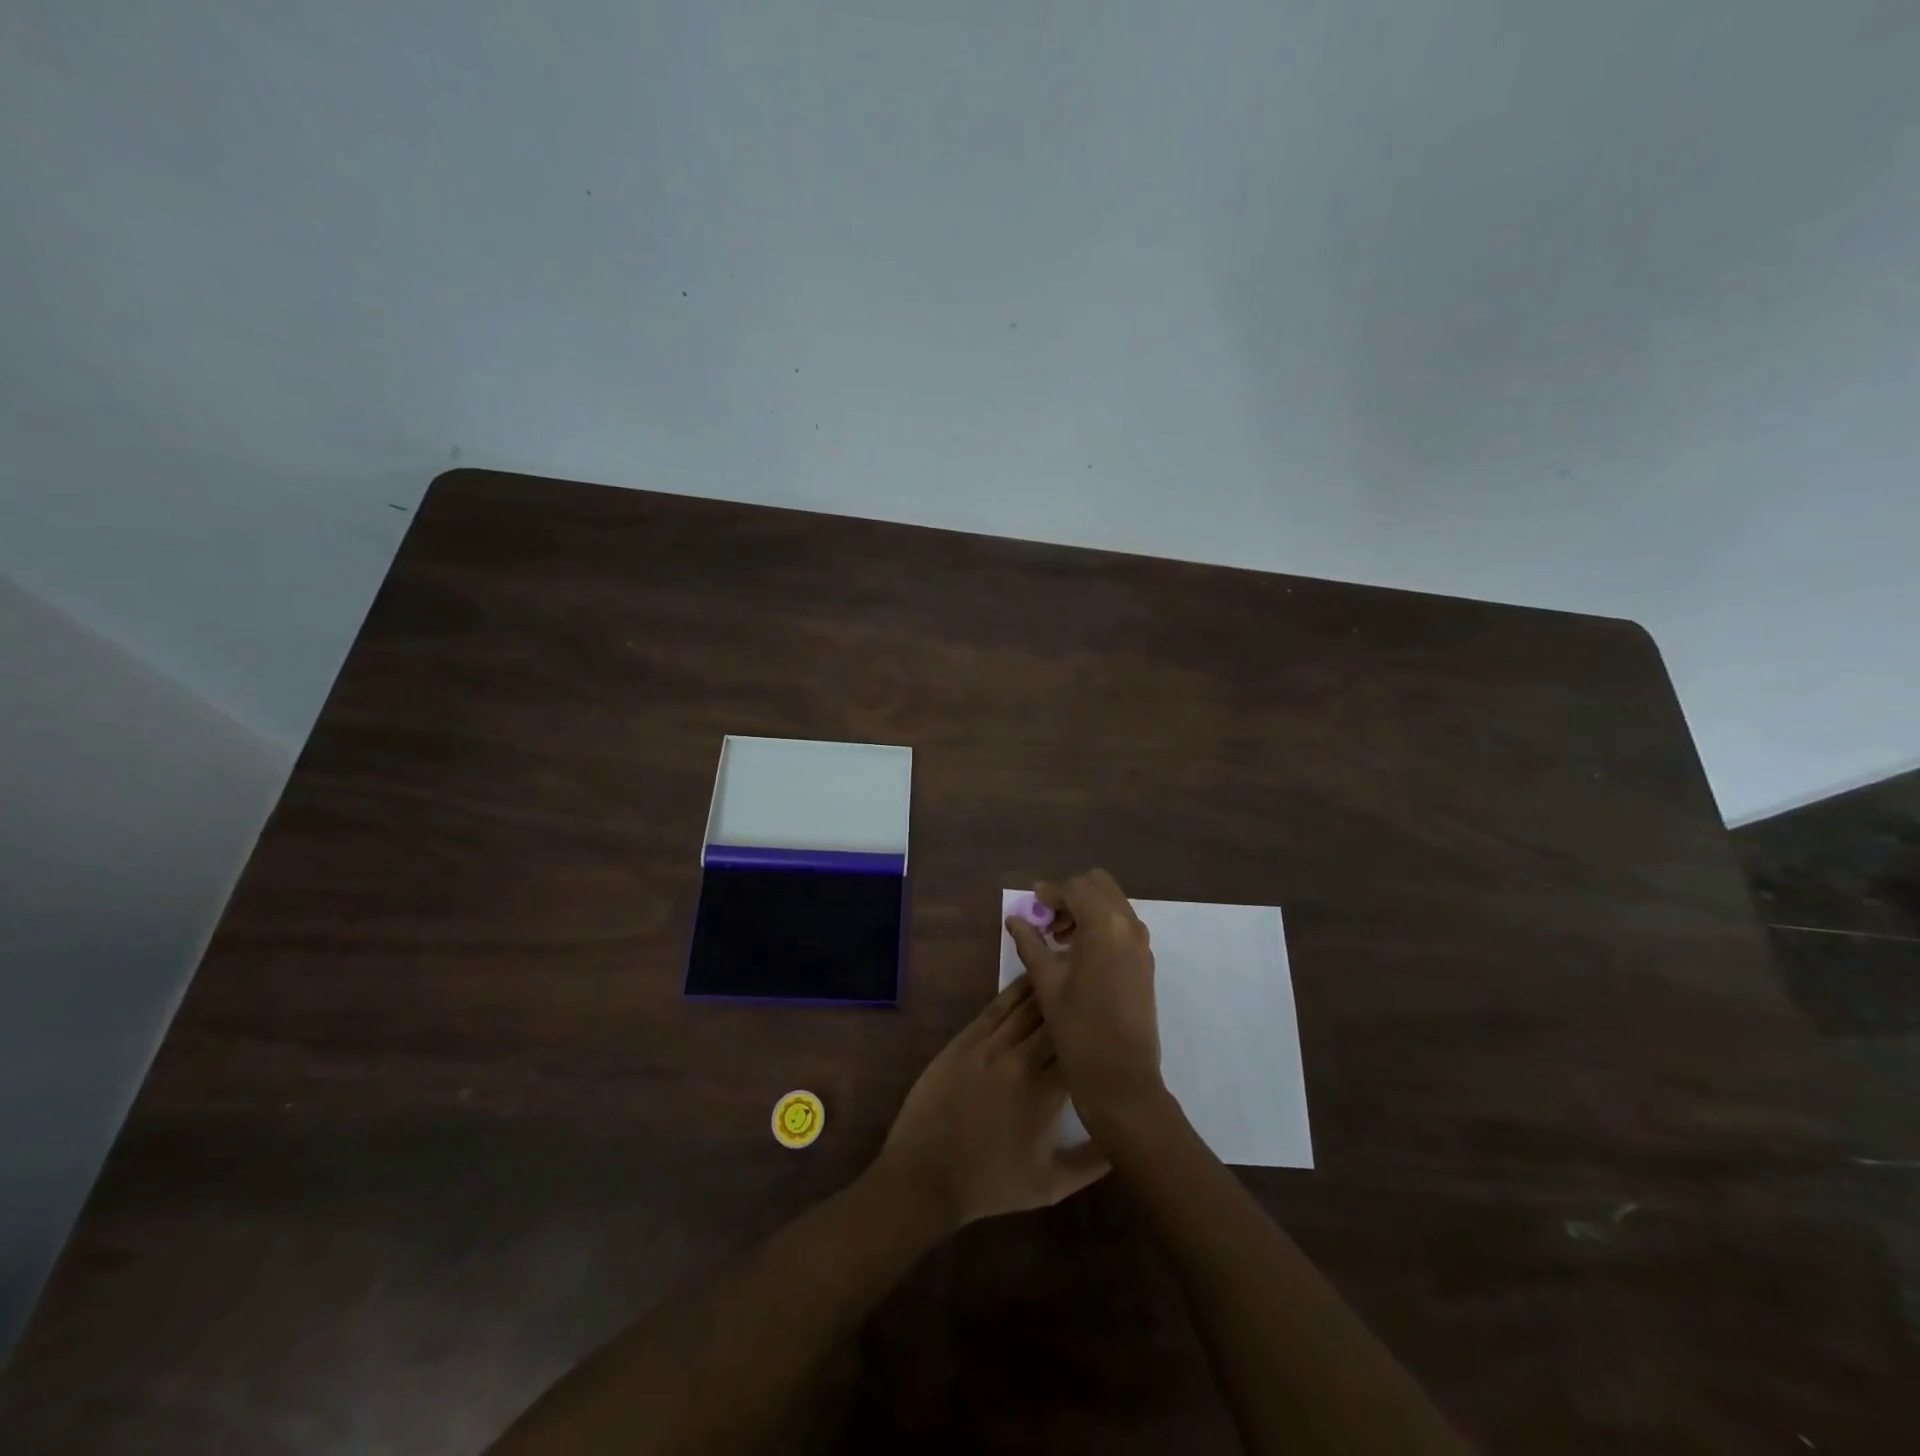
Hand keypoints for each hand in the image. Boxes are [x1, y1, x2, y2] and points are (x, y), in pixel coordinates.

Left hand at [874, 977, 1108, 1228]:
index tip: (1117, 1023)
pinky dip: (1017, 990)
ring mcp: (989, 1045)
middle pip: (1057, 1021)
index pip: (1082, 1050)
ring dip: (1051, 989)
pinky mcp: (966, 1038)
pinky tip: (1032, 977)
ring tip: (1073, 968)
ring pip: (1028, 1006)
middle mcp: (1020, 1061)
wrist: (925, 1174)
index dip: (1101, 1034)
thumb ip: (1093, 1162)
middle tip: (1099, 987)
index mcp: (1045, 1095)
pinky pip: (997, 1006)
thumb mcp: (1050, 1186)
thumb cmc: (991, 1183)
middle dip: (1079, 1004)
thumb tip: (1126, 1137)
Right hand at [1005, 869, 1163, 1131]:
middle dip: (1071, 895)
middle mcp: (1129, 926)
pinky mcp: (1145, 962)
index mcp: (1104, 925)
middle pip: (1099, 885)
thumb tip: (1014, 919)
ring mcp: (1142, 944)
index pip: (1076, 887)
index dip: (1050, 892)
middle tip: (1048, 921)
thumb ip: (1030, 943)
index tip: (1032, 906)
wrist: (1122, 1079)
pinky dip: (1101, 925)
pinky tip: (1079, 955)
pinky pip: (1122, 925)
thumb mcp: (1046, 983)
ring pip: (1113, 903)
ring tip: (1060, 939)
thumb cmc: (1078, 1030)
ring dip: (1087, 909)